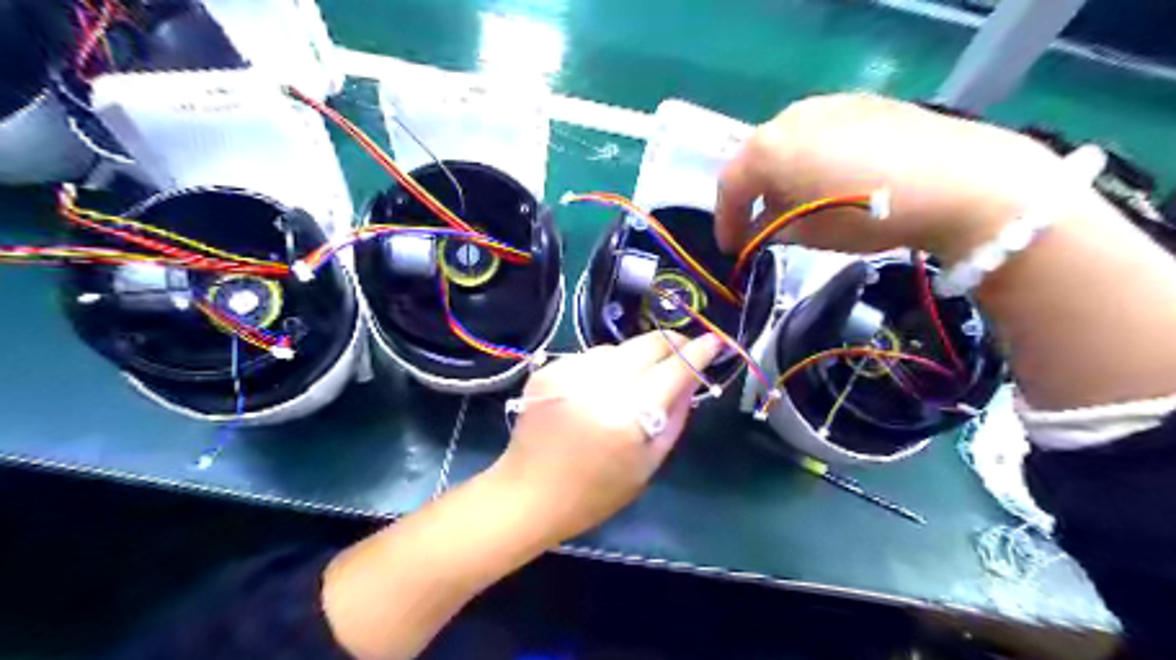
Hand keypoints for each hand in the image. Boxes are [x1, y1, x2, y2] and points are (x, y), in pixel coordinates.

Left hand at [489, 332, 726, 544]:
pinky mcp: (548, 370)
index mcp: (628, 414)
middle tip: (682, 352)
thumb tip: (694, 378)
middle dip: (671, 343)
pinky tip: (598, 390)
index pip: (674, 368)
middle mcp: (599, 384)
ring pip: (618, 348)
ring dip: (635, 357)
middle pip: (647, 344)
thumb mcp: (648, 463)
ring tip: (634, 382)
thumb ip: (676, 416)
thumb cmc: (596, 492)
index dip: (698, 352)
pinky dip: (603, 367)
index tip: (714, 342)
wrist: (529, 493)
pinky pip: (590, 356)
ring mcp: (569, 372)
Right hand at [716, 92, 1067, 261]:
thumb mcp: (809, 234)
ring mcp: (827, 105)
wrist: (958, 181)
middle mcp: (789, 117)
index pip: (730, 186)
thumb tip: (762, 229)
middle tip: (758, 226)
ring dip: (780, 176)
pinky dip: (809, 159)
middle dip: (752, 196)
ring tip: (794, 205)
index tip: (731, 248)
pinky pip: (817, 133)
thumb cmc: (868, 213)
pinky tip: (828, 181)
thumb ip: (772, 230)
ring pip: (786, 143)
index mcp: (768, 149)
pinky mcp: (861, 103)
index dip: (726, 221)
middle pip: (755, 159)